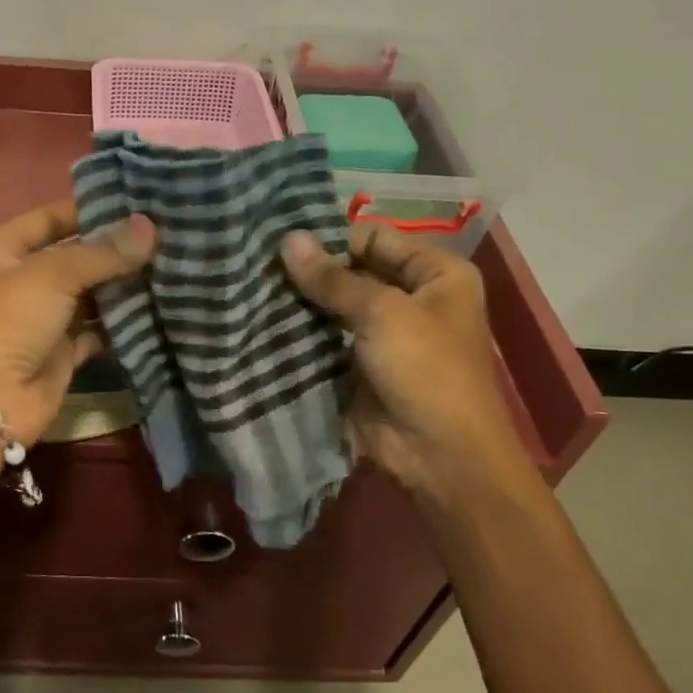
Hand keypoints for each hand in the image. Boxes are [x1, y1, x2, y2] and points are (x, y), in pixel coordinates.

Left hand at [0, 199, 155, 445]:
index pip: (49, 218)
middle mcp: (18, 280)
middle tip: (165, 234)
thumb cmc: (7, 321)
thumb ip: (103, 252)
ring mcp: (40, 318)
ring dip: (123, 285)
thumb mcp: (52, 274)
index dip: (89, 210)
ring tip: (170, 264)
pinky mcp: (61, 352)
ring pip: (89, 294)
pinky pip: (98, 329)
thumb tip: (150, 228)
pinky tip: (158, 305)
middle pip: (73, 256)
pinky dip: (123, 322)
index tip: (137, 203)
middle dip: (114, 250)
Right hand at [281, 224, 534, 508]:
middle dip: (311, 271)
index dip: (333, 239)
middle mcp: (411, 296)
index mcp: (435, 273)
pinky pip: (325, 337)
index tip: (283, 244)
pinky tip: (263, 320)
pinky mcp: (358, 363)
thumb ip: (333, 278)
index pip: (374, 237)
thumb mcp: (383, 314)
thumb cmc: (426, 370)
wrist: (439, 455)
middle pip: (353, 269)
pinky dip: (300, 331)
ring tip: (253, 289)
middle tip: (258, 265)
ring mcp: (383, 332)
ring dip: (301, 301)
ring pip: (334, 305)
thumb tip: (287, 239)